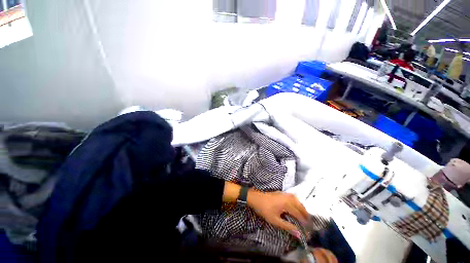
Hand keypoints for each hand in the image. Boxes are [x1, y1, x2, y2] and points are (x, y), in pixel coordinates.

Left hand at [247, 190, 308, 237]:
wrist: (256, 198)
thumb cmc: (264, 209)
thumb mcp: (275, 220)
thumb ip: (287, 226)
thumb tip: (298, 233)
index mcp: (287, 204)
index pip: (299, 214)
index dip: (304, 221)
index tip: (308, 228)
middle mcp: (288, 197)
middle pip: (300, 206)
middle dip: (305, 214)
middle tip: (308, 222)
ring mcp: (284, 194)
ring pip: (297, 200)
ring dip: (301, 207)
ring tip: (303, 215)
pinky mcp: (281, 193)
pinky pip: (293, 197)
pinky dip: (297, 202)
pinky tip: (295, 206)